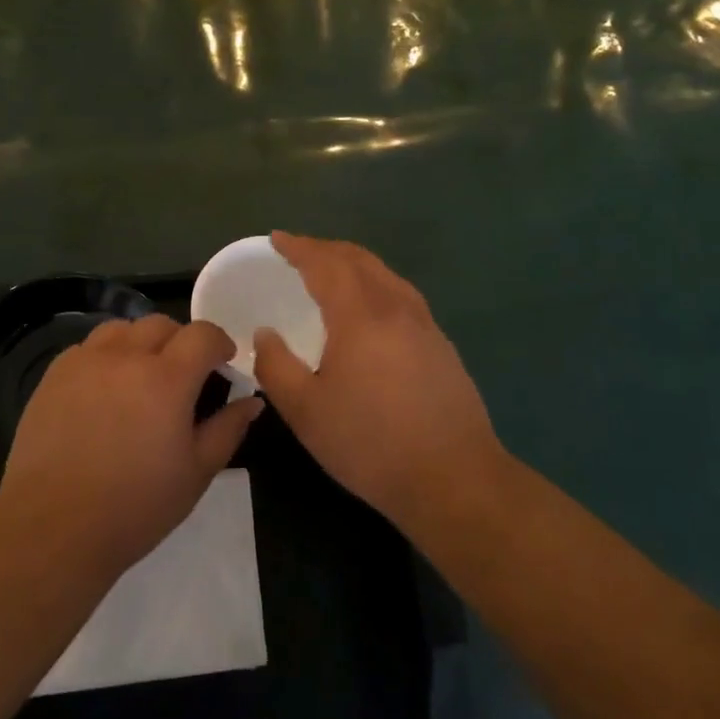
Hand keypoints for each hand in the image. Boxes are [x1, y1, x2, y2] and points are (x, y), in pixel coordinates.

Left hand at [0, 315, 263, 579]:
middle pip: (161, 324)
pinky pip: (88, 348)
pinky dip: (107, 356)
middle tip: (185, 376)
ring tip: (142, 377)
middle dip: (182, 341)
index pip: (202, 334)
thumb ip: (228, 429)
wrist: (53, 529)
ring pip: (121, 329)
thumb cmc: (135, 507)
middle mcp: (124, 357)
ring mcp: (84, 362)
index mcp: (166, 378)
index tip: (224, 364)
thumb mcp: (196, 472)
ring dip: (141, 342)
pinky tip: (105, 391)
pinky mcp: (53, 376)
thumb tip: (251, 401)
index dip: (219, 343)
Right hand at [254, 233, 503, 526]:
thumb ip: (276, 366)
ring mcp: (425, 325)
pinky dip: (375, 284)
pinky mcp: (441, 345)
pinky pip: (401, 295)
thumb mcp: (306, 411)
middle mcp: (396, 308)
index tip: (277, 239)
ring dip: (354, 264)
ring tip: (331, 274)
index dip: (299, 247)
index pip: (326, 264)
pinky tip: (369, 309)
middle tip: (299, 252)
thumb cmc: (370, 444)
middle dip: (326, 249)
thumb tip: (266, 334)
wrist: (453, 479)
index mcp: (360, 316)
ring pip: (386, 275)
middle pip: (360, 260)